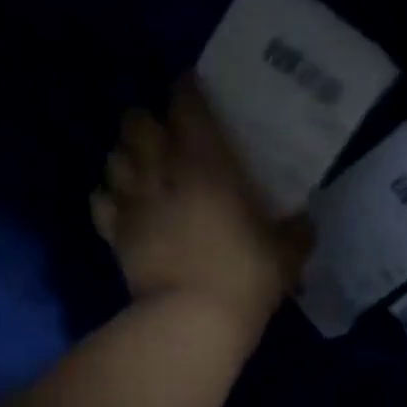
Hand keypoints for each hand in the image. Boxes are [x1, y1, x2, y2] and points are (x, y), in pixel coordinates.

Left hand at [91, 80, 313, 325]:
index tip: (193, 86)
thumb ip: (296, 231)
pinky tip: (122, 205)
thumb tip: (306, 221)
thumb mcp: (286, 254)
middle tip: (165, 133)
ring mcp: (132, 202)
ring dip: (125, 155)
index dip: (187, 89)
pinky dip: (108, 197)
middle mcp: (162, 171)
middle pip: (136, 121)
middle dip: (146, 120)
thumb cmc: (244, 275)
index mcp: (206, 162)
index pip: (186, 104)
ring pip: (113, 156)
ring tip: (142, 167)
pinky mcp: (114, 234)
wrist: (192, 320)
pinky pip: (100, 201)